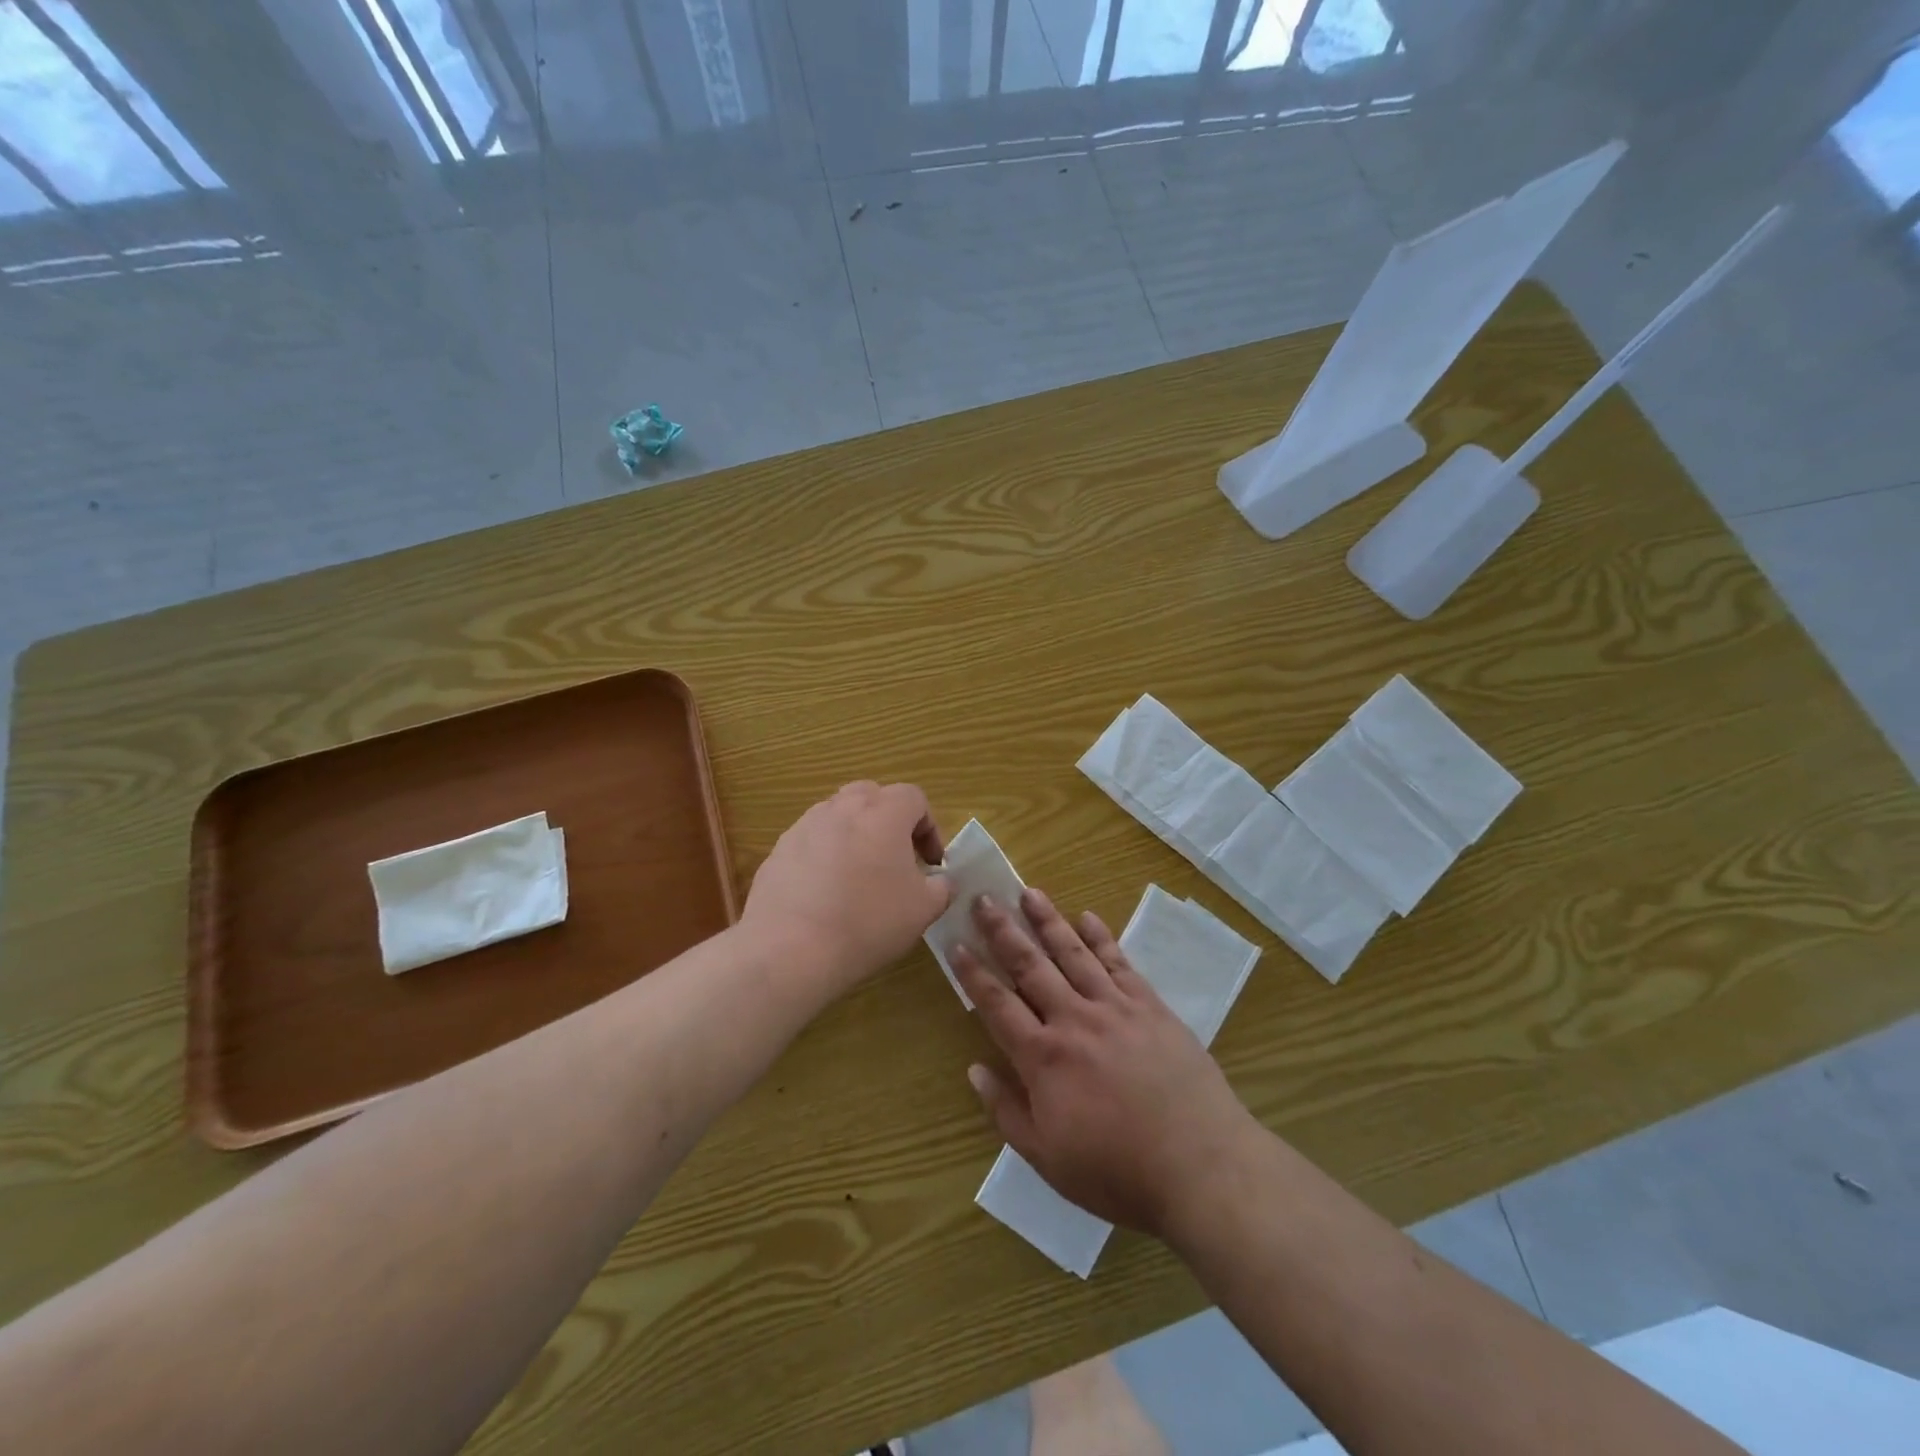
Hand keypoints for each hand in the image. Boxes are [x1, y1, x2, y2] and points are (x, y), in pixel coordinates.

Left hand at [740, 782, 952, 999]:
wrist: (790, 949)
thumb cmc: (868, 922)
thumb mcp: (923, 910)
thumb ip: (941, 887)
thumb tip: (940, 881)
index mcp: (884, 813)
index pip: (914, 797)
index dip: (929, 828)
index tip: (931, 864)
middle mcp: (842, 808)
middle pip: (871, 796)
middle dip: (888, 821)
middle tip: (895, 859)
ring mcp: (805, 826)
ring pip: (837, 816)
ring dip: (854, 835)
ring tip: (858, 877)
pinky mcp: (778, 850)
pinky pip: (810, 842)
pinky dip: (823, 856)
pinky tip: (824, 895)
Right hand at [953, 888, 1259, 1239]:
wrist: (1200, 1165)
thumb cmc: (1117, 1172)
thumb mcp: (1048, 1159)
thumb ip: (1006, 1111)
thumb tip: (974, 1071)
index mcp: (1043, 1057)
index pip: (997, 1004)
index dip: (974, 973)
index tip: (957, 944)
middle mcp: (1073, 1020)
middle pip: (1030, 966)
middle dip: (1003, 931)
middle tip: (984, 900)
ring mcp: (1114, 1008)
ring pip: (1073, 953)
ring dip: (1047, 921)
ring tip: (1028, 892)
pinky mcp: (1150, 1006)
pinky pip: (1119, 963)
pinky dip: (1101, 938)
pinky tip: (1088, 917)